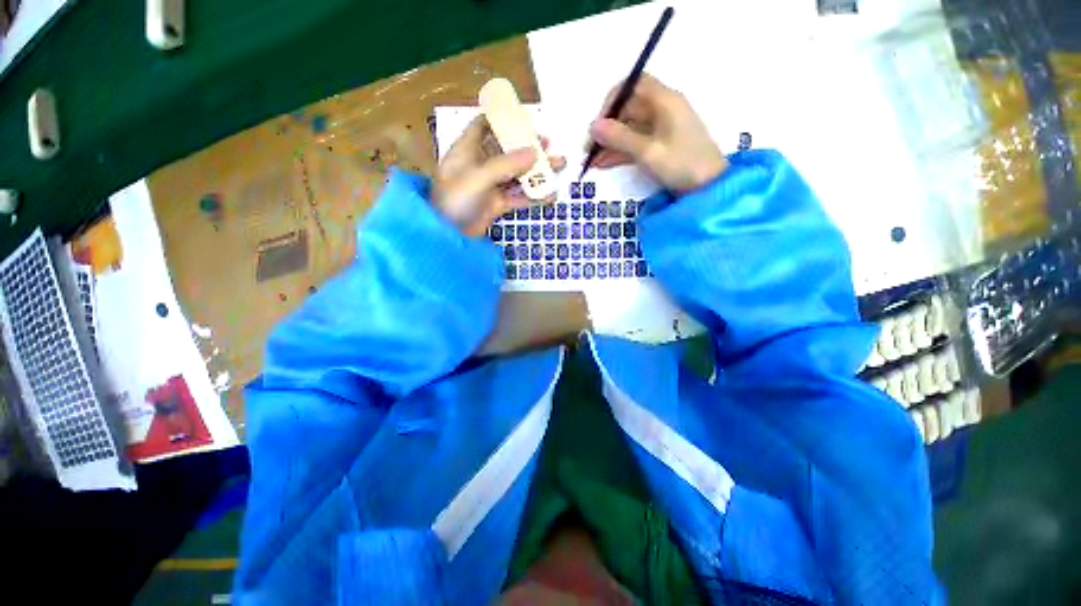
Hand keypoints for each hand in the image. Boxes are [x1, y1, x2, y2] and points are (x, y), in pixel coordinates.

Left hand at [434, 115, 565, 236]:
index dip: (502, 118)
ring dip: (537, 171)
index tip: (525, 118)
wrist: (448, 235)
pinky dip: (534, 196)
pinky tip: (551, 194)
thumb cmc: (455, 200)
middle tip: (549, 144)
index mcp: (468, 149)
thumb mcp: (478, 177)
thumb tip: (535, 151)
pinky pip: (518, 196)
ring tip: (559, 165)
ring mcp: (490, 186)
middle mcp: (480, 165)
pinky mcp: (497, 204)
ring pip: (517, 174)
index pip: (484, 125)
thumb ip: (506, 164)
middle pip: (507, 149)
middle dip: (528, 146)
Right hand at [588, 73, 726, 193]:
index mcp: (665, 101)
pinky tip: (603, 164)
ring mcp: (660, 130)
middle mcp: (662, 110)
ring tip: (592, 162)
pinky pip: (634, 144)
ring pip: (629, 130)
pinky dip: (619, 153)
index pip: (634, 85)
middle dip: (607, 128)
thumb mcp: (648, 151)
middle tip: (589, 148)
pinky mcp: (659, 146)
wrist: (708, 188)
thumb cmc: (682, 164)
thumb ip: (620, 138)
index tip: (599, 122)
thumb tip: (592, 126)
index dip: (614, 100)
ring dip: (610, 144)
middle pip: (628, 110)